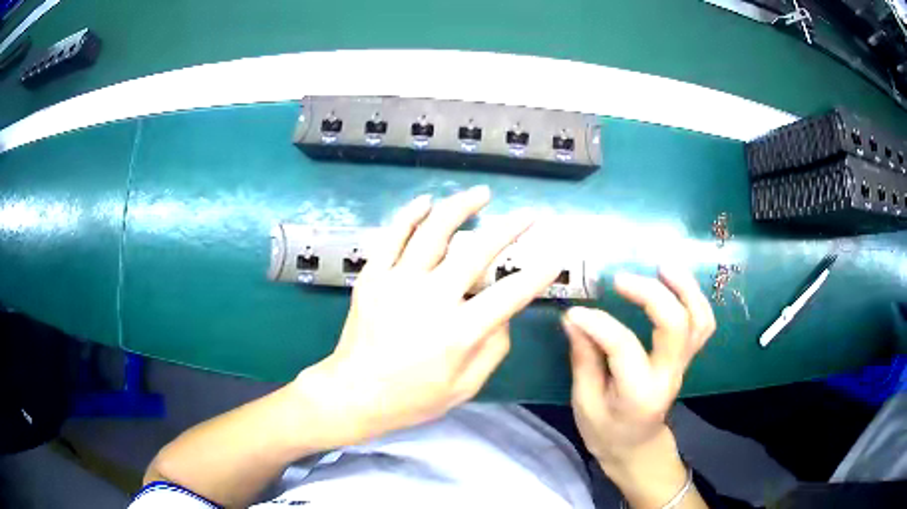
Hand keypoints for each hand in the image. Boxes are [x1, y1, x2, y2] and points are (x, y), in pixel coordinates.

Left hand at [297, 187, 560, 445]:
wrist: (355, 393)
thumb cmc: (413, 397)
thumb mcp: (466, 386)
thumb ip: (494, 347)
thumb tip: (505, 311)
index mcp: (459, 332)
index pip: (511, 294)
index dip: (538, 274)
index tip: (555, 258)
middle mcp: (432, 299)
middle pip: (478, 251)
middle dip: (511, 228)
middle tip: (529, 214)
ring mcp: (398, 282)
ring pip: (434, 231)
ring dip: (462, 207)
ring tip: (482, 193)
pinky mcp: (373, 276)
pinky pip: (393, 236)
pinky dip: (410, 214)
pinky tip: (426, 200)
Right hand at [563, 267, 713, 502]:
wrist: (637, 447)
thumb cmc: (606, 431)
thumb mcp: (584, 403)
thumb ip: (584, 360)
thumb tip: (574, 318)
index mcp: (639, 394)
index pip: (624, 348)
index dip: (598, 324)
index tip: (574, 312)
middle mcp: (668, 375)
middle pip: (676, 325)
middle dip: (651, 294)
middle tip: (621, 278)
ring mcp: (683, 364)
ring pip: (699, 319)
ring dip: (685, 288)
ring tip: (662, 265)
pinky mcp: (686, 356)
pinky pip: (701, 322)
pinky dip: (693, 298)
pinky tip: (674, 282)